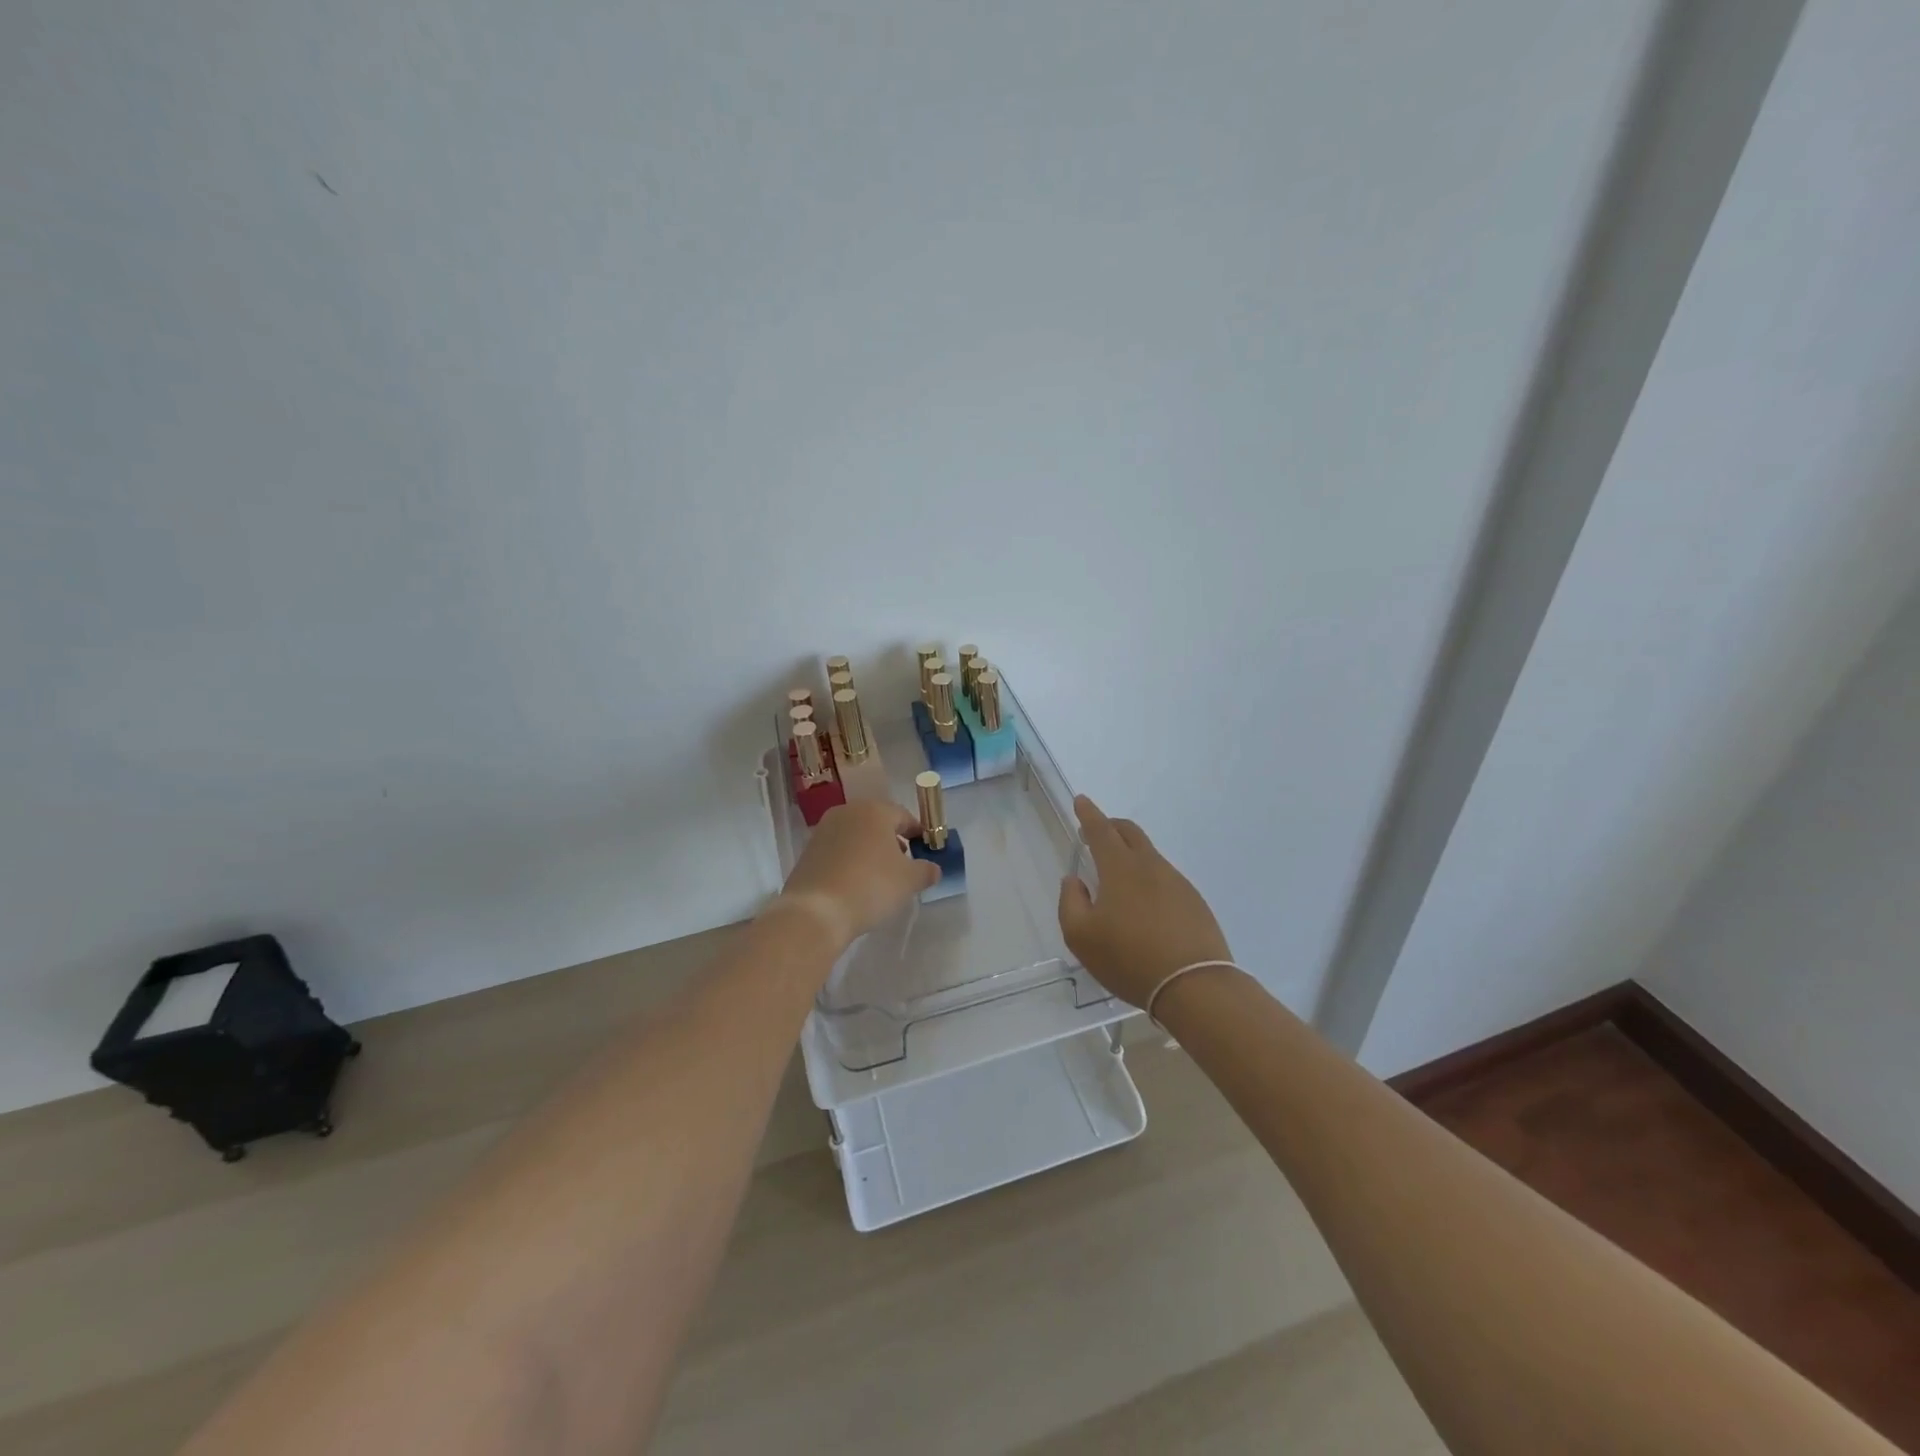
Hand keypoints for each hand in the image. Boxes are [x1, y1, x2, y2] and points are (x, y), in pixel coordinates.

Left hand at [778, 799, 938, 948]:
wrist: (816, 911)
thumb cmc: (871, 886)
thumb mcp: (909, 881)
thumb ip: (926, 870)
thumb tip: (933, 868)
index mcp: (874, 810)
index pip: (904, 816)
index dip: (918, 834)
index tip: (926, 851)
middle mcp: (847, 812)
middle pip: (877, 823)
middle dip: (893, 842)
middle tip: (904, 865)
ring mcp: (823, 831)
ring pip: (856, 836)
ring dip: (870, 851)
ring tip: (880, 878)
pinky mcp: (808, 852)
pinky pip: (838, 851)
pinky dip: (850, 862)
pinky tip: (856, 884)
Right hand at [1058, 795, 1233, 1007]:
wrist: (1194, 985)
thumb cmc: (1129, 958)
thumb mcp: (1081, 936)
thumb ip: (1070, 902)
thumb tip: (1074, 880)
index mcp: (1120, 868)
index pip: (1101, 830)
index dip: (1088, 814)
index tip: (1081, 800)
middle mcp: (1150, 866)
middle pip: (1130, 833)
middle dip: (1111, 826)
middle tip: (1096, 832)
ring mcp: (1177, 882)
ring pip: (1149, 856)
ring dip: (1131, 854)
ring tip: (1118, 877)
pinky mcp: (1194, 902)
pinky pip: (1165, 878)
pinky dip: (1149, 878)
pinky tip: (1145, 905)